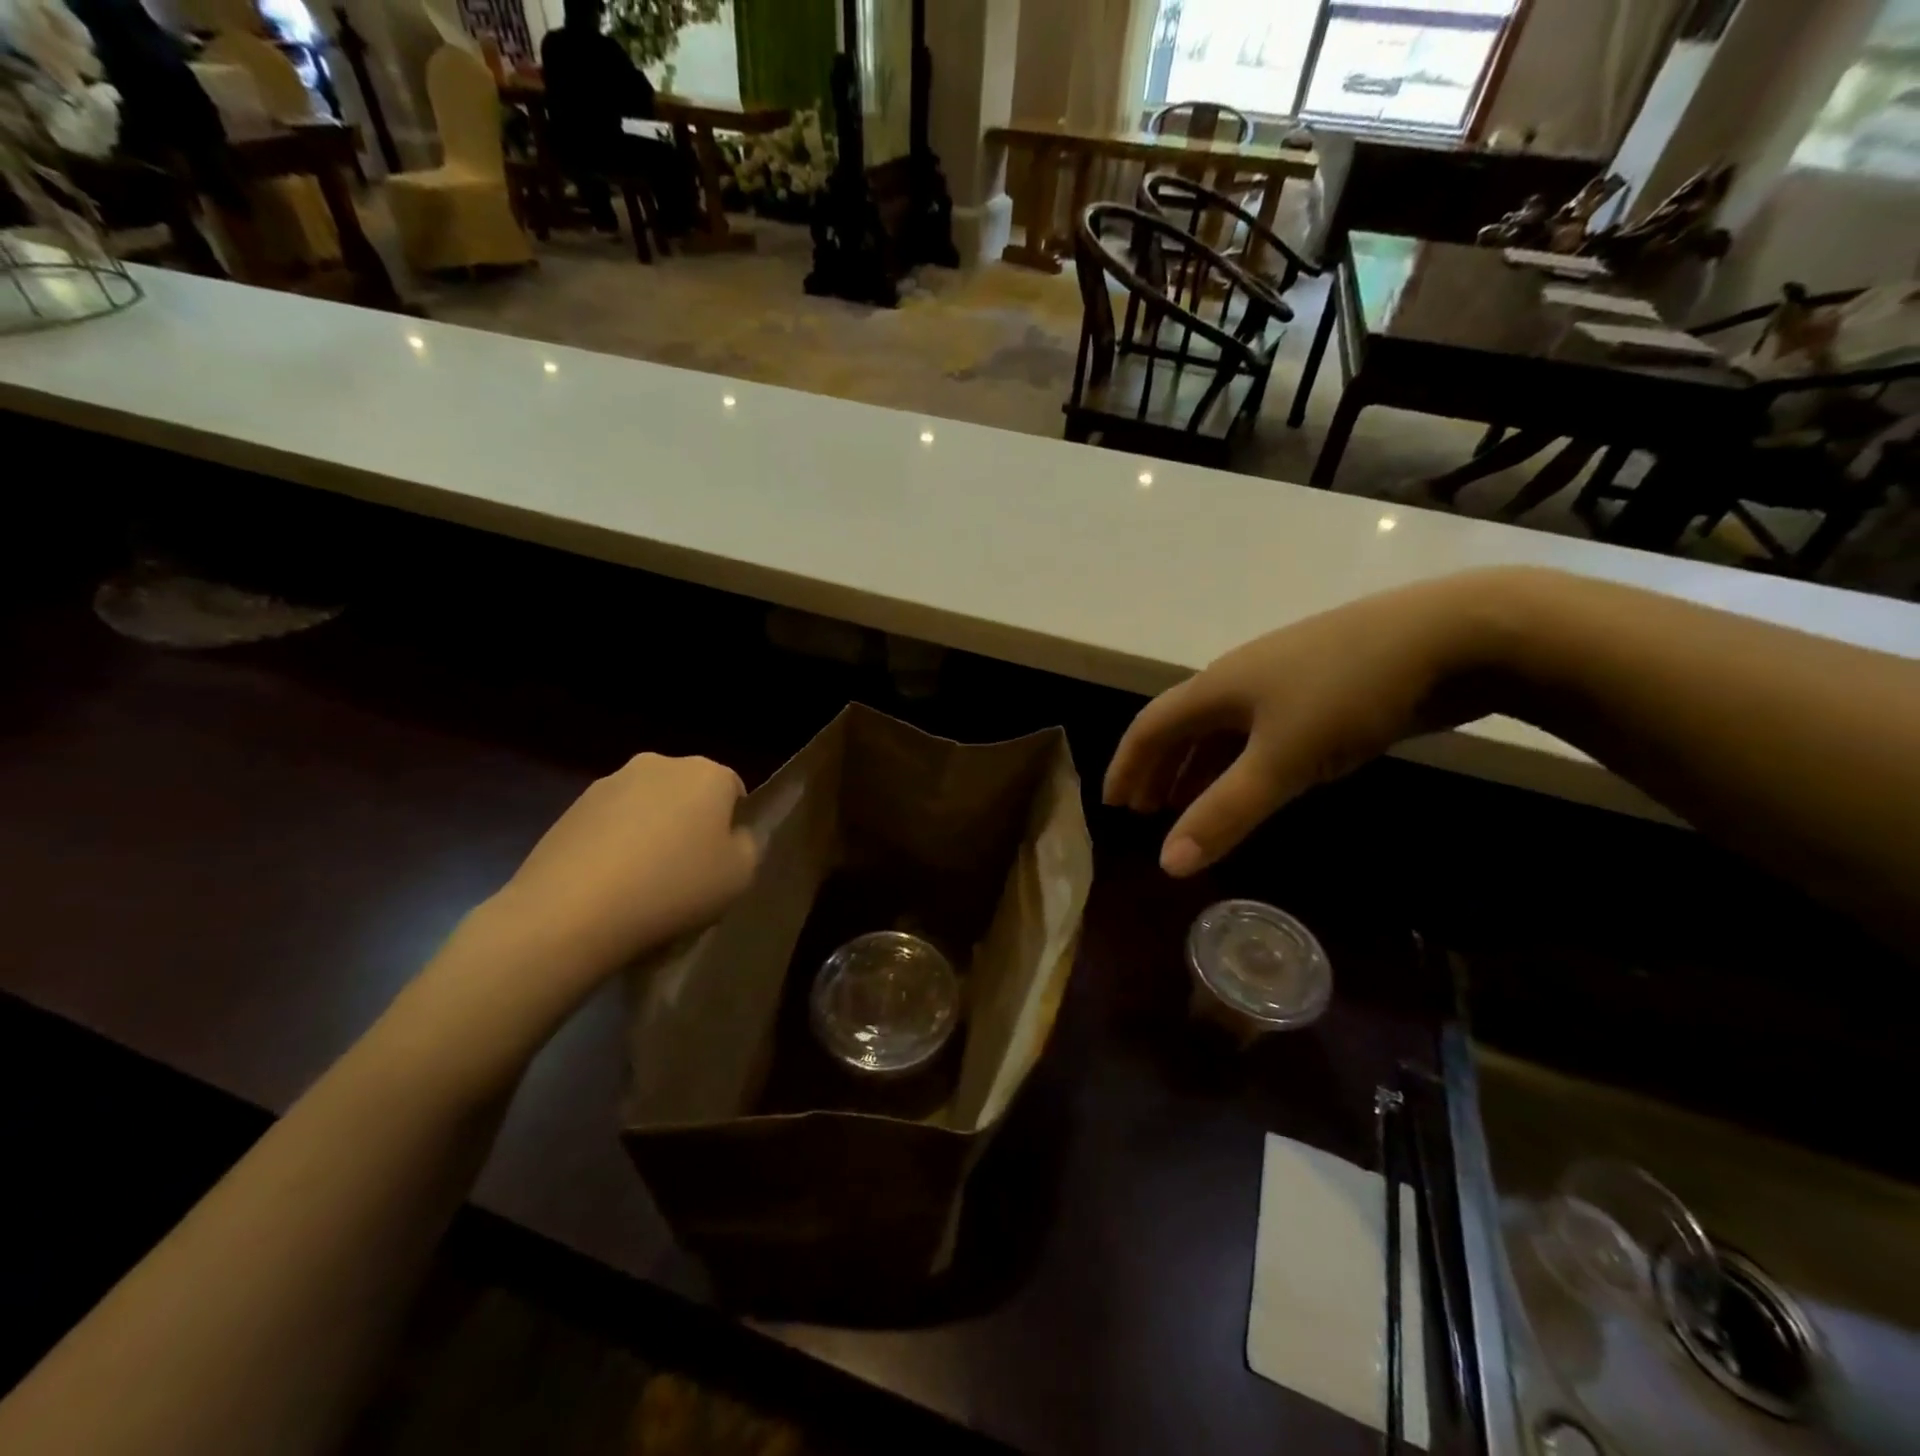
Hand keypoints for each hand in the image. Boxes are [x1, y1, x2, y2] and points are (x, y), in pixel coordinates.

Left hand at [485, 752, 758, 979]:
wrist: (572, 911)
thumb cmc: (674, 887)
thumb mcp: (740, 876)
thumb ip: (748, 846)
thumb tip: (733, 835)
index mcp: (707, 773)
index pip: (733, 790)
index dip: (731, 826)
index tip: (721, 861)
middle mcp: (660, 764)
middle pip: (688, 793)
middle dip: (689, 823)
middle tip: (685, 871)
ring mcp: (611, 782)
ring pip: (647, 806)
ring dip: (650, 832)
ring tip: (642, 883)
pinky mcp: (572, 807)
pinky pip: (610, 824)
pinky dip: (615, 845)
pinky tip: (609, 884)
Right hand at [1105, 573, 1516, 876]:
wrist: (1454, 636)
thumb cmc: (1349, 694)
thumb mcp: (1282, 760)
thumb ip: (1225, 812)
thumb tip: (1168, 864)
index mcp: (1217, 687)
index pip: (1150, 727)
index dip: (1127, 766)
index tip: (1113, 806)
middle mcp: (1240, 677)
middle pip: (1183, 725)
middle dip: (1159, 768)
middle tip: (1148, 810)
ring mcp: (1284, 679)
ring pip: (1223, 728)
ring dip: (1199, 767)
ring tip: (1190, 803)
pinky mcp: (1323, 687)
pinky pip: (1261, 730)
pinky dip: (1241, 760)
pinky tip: (1257, 778)